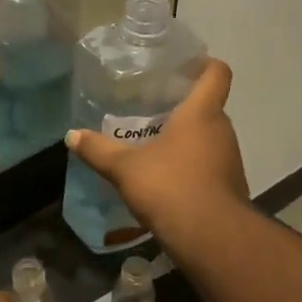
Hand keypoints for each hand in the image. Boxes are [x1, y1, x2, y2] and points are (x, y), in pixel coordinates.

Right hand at [66, 59, 248, 247]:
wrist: (211, 238)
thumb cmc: (170, 187)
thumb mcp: (125, 168)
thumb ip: (98, 150)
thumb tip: (71, 135)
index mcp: (202, 113)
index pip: (216, 73)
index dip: (204, 64)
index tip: (183, 66)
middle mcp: (222, 130)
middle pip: (208, 107)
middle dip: (182, 108)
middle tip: (151, 110)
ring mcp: (230, 160)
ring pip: (208, 139)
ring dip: (185, 141)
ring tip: (153, 146)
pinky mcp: (230, 187)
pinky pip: (209, 166)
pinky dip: (190, 168)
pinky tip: (165, 180)